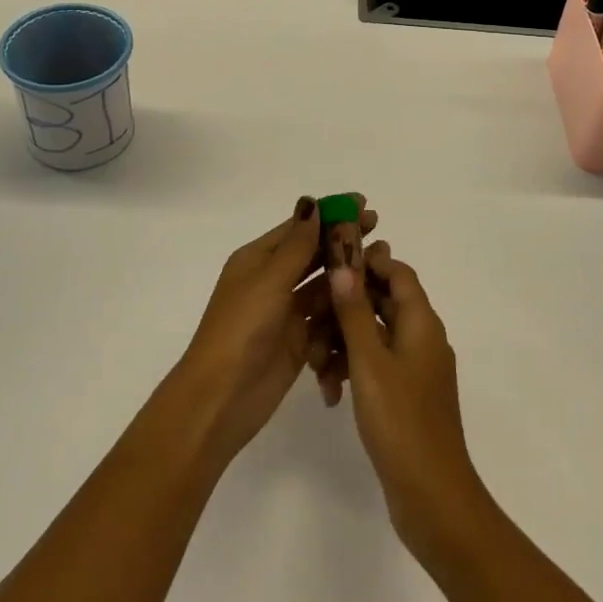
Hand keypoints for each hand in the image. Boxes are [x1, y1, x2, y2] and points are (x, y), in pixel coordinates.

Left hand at [175, 196, 377, 463]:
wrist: (221, 398)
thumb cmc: (241, 329)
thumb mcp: (269, 280)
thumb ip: (296, 245)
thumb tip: (312, 202)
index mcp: (257, 259)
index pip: (299, 228)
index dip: (329, 214)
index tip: (362, 203)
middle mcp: (271, 281)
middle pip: (313, 254)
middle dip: (343, 242)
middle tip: (378, 228)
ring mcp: (285, 312)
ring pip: (323, 285)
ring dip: (347, 274)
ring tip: (382, 261)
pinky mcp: (298, 341)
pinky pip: (326, 317)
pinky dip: (343, 308)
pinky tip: (369, 299)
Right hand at [325, 242, 487, 559]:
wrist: (432, 496)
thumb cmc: (401, 422)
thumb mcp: (370, 362)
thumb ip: (355, 312)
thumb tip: (345, 265)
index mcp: (421, 322)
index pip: (398, 272)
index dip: (368, 263)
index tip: (330, 266)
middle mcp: (422, 337)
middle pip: (382, 302)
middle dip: (344, 308)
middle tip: (309, 319)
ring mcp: (415, 368)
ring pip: (373, 336)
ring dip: (342, 342)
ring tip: (315, 367)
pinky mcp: (405, 394)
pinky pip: (375, 365)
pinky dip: (352, 370)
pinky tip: (328, 393)